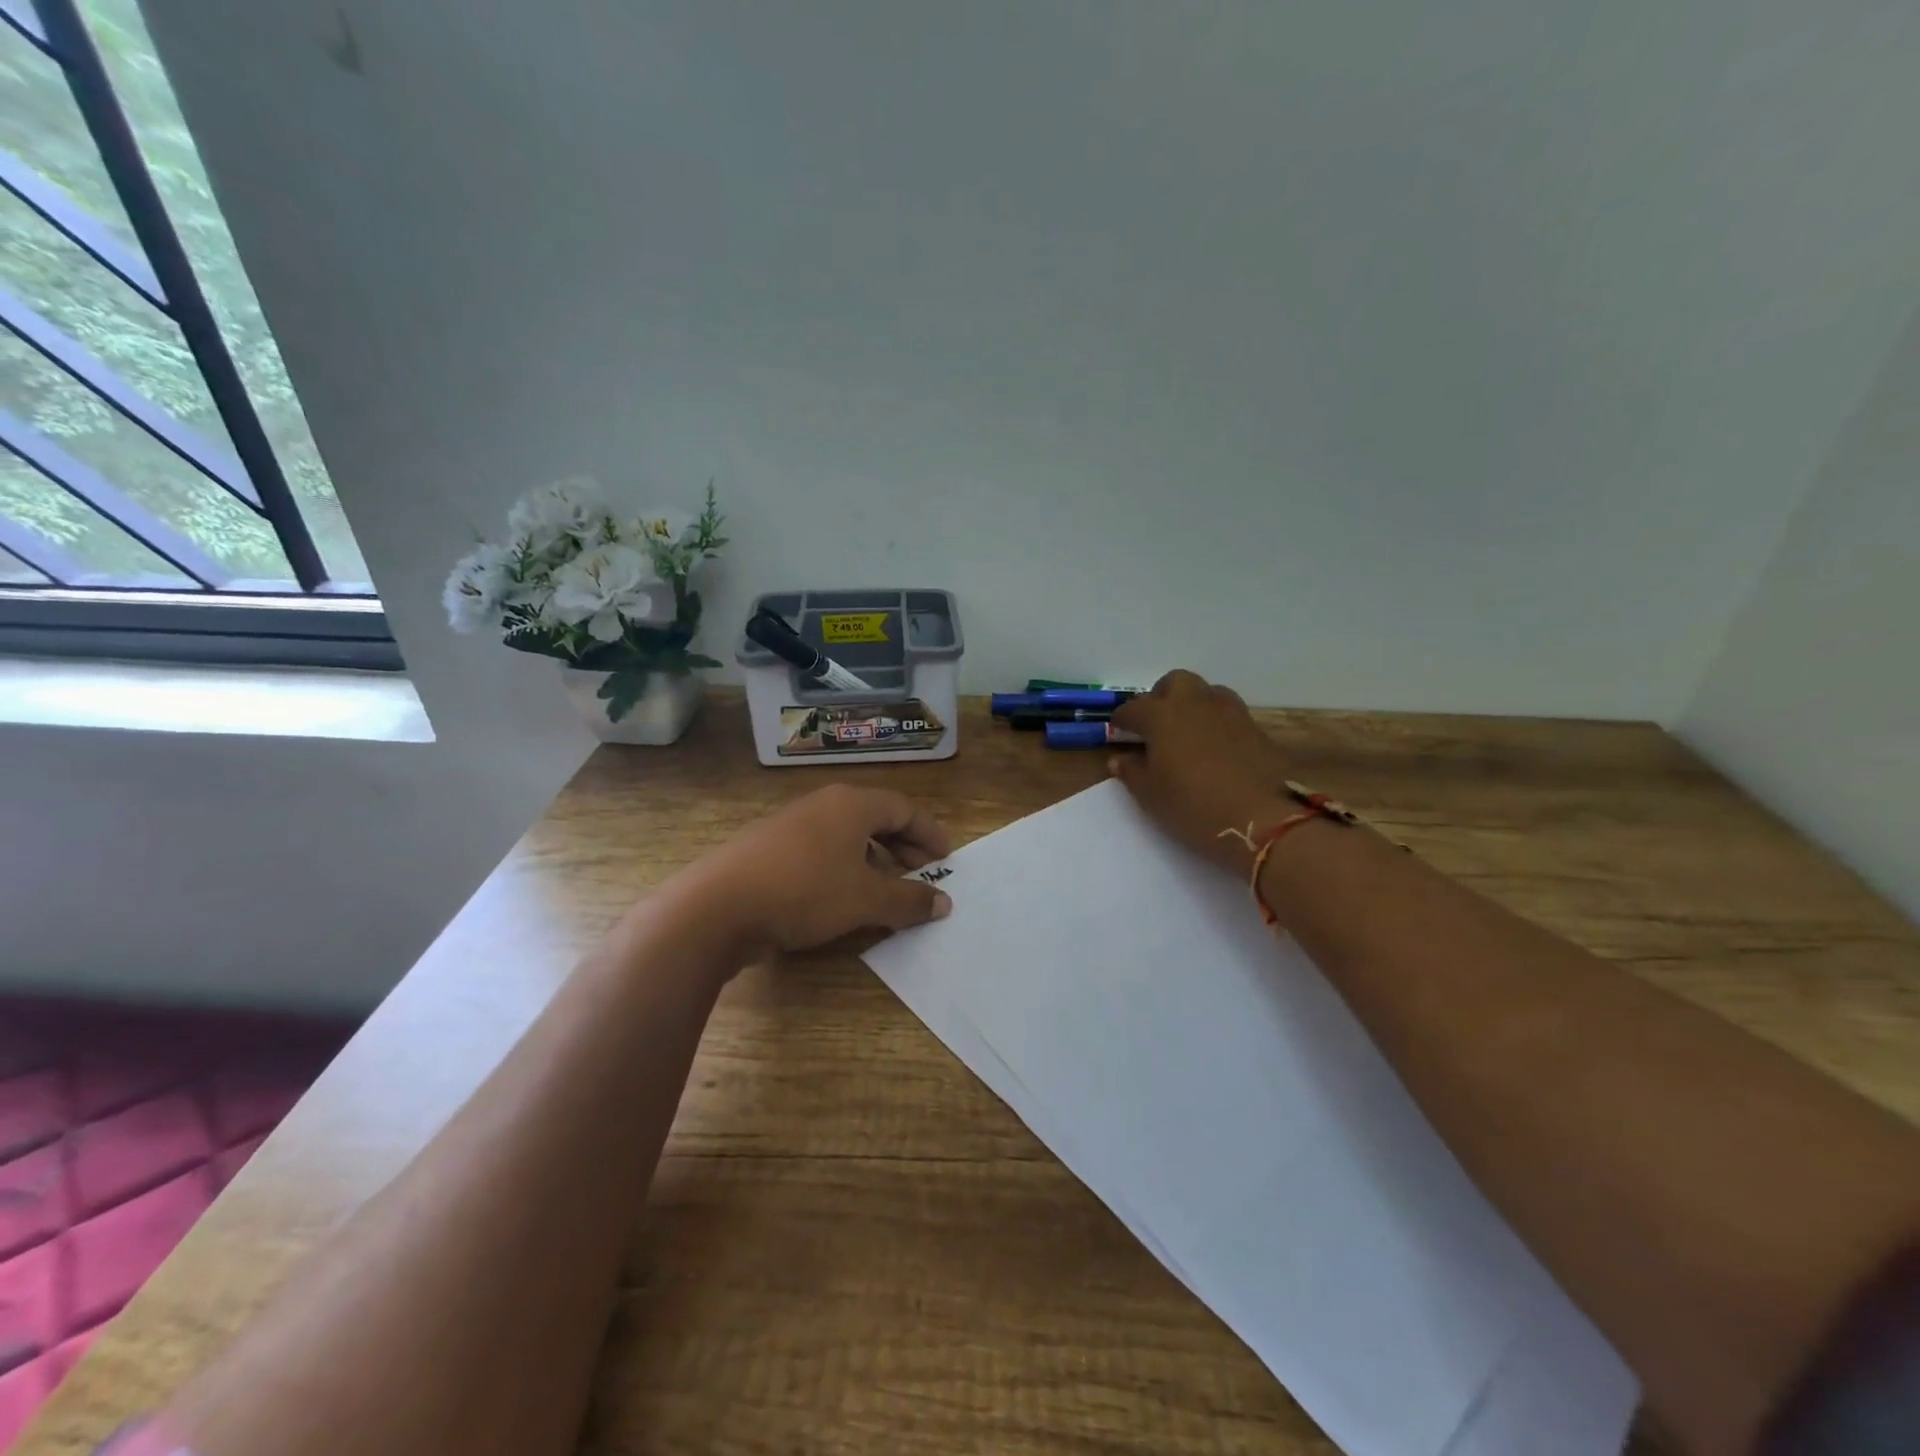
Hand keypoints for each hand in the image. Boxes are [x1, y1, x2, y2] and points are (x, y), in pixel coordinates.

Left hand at [683, 784, 954, 959]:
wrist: (718, 907)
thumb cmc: (805, 891)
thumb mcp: (865, 899)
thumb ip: (908, 900)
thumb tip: (943, 902)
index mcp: (851, 804)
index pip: (903, 809)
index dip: (929, 833)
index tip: (946, 858)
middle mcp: (823, 805)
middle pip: (876, 819)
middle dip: (903, 847)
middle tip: (922, 874)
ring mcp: (792, 825)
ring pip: (847, 837)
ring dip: (874, 861)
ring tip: (887, 891)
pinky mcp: (770, 849)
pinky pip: (822, 851)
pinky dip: (844, 869)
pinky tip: (843, 898)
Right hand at [1110, 671, 1293, 872]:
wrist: (1263, 819)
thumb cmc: (1193, 806)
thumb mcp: (1151, 795)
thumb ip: (1132, 772)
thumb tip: (1121, 759)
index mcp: (1161, 715)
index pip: (1133, 709)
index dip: (1122, 721)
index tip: (1119, 733)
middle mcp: (1194, 703)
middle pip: (1173, 683)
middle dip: (1160, 697)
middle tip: (1155, 725)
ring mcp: (1229, 711)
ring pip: (1205, 693)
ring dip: (1191, 705)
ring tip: (1186, 734)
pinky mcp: (1255, 727)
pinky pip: (1227, 713)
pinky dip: (1215, 723)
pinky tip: (1214, 748)